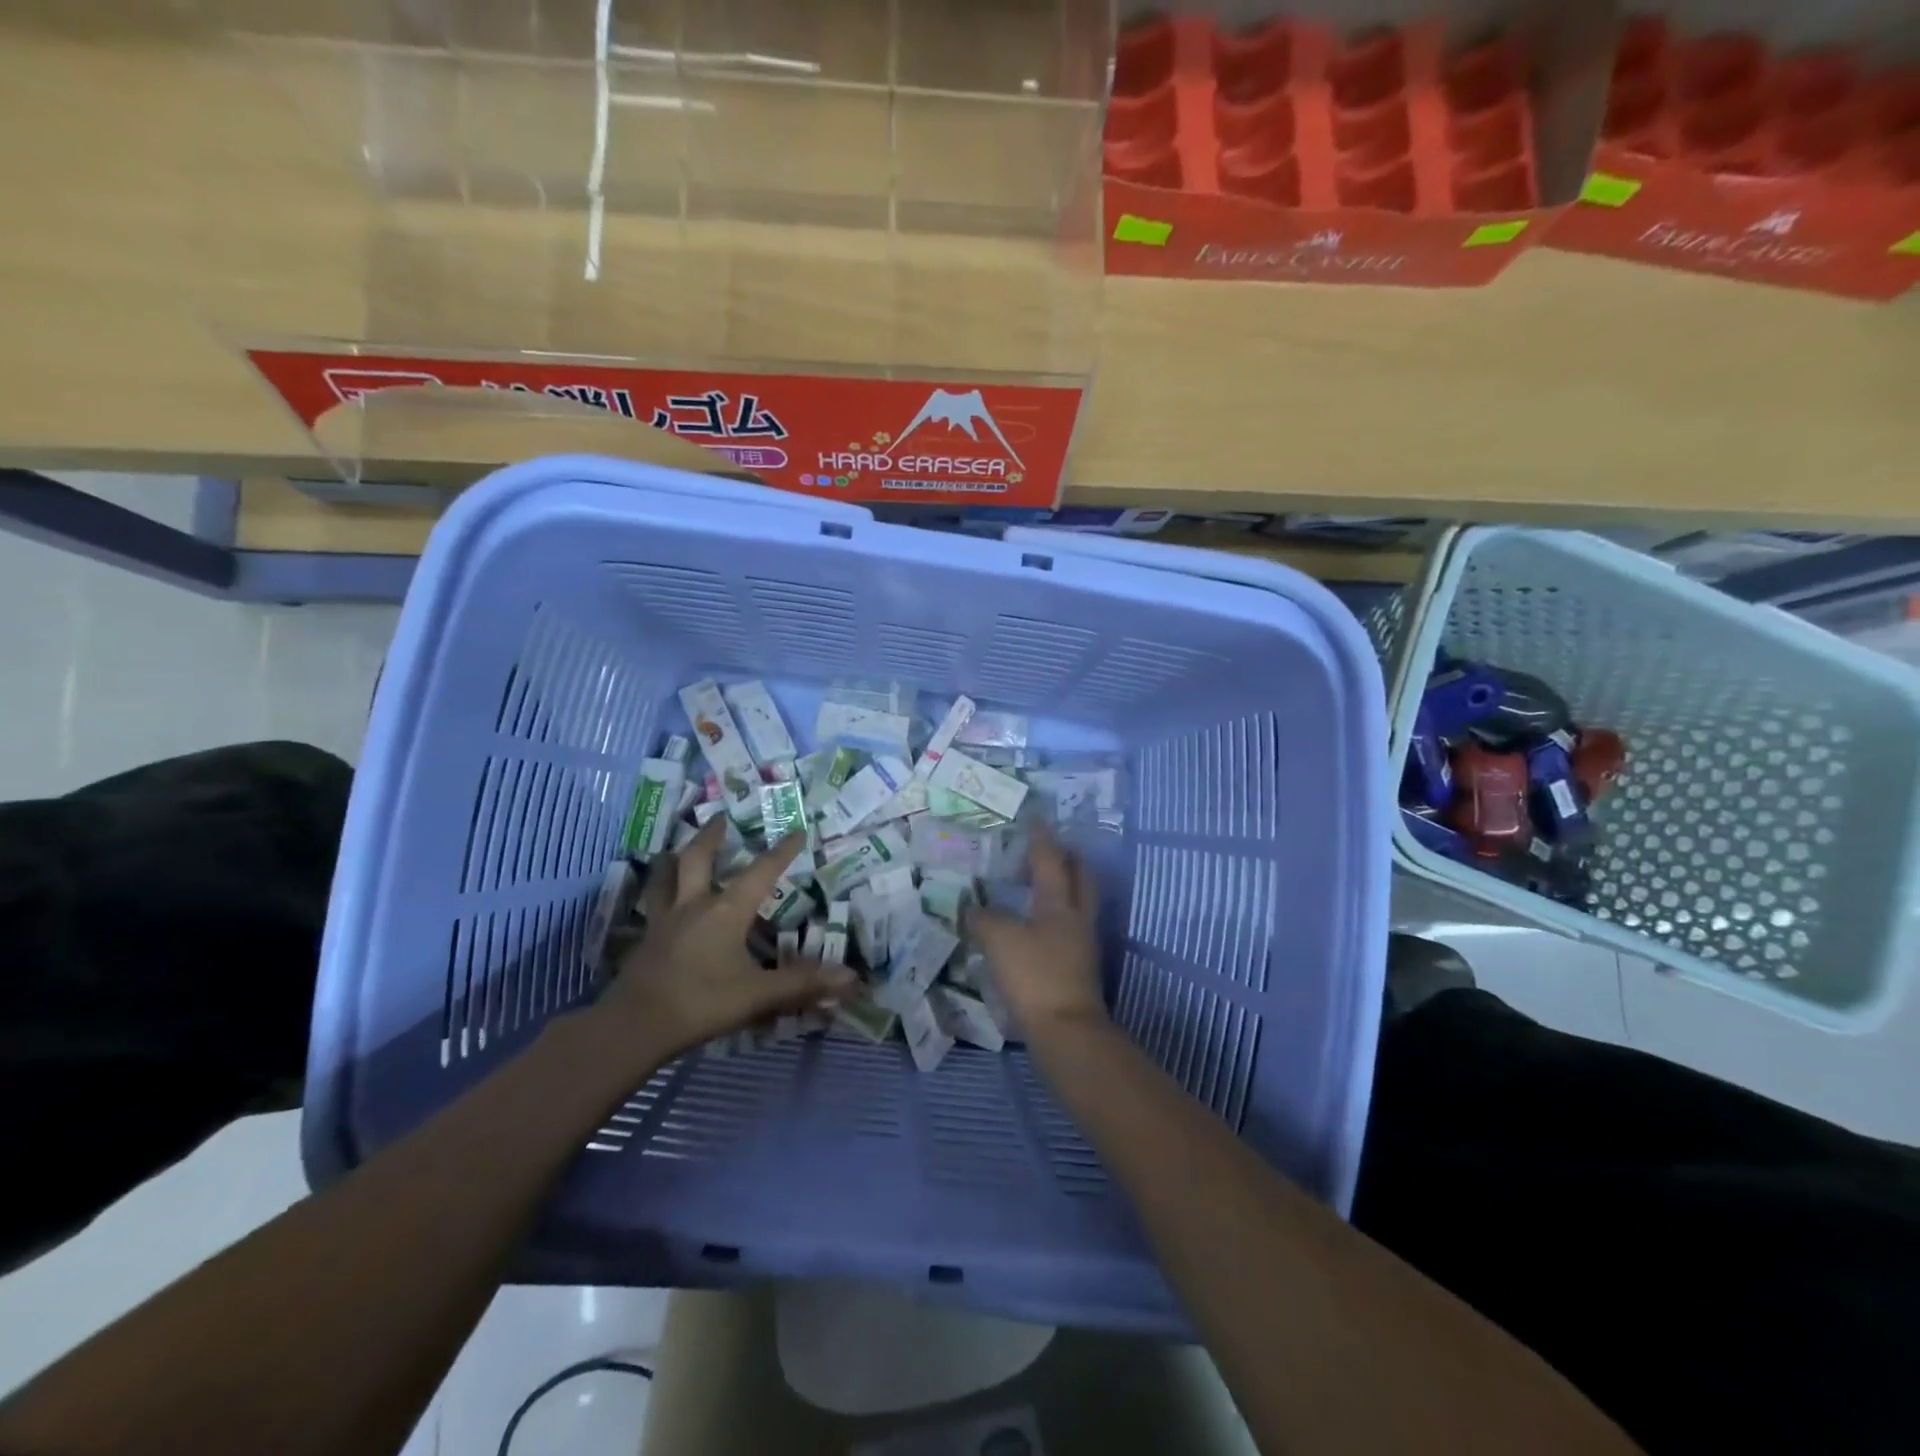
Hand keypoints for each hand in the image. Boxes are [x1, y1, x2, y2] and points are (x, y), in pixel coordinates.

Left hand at [593, 817, 855, 1062]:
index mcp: (726, 910)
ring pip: (666, 877)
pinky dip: (661, 894)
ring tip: (680, 848)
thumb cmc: (702, 1002)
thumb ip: (802, 983)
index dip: (782, 851)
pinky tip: (664, 903)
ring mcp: (664, 921)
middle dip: (712, 835)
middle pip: (698, 858)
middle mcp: (694, 905)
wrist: (634, 1027)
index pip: (761, 872)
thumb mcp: (758, 994)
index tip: (797, 830)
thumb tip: (852, 978)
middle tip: (721, 817)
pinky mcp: (646, 941)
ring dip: (675, 858)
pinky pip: (654, 905)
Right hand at [971, 825, 1107, 1040]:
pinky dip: (1055, 917)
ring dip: (1063, 888)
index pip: (1050, 859)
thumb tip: (972, 907)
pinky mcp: (1079, 968)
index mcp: (1060, 903)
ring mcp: (1082, 944)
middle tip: (1049, 849)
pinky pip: (1070, 929)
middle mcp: (1077, 917)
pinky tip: (1036, 926)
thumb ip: (984, 918)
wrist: (1066, 1031)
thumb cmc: (1035, 975)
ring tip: (1038, 885)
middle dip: (1067, 859)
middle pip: (1080, 877)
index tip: (1036, 818)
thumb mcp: (1000, 940)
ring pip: (1078, 903)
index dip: (1042, 837)